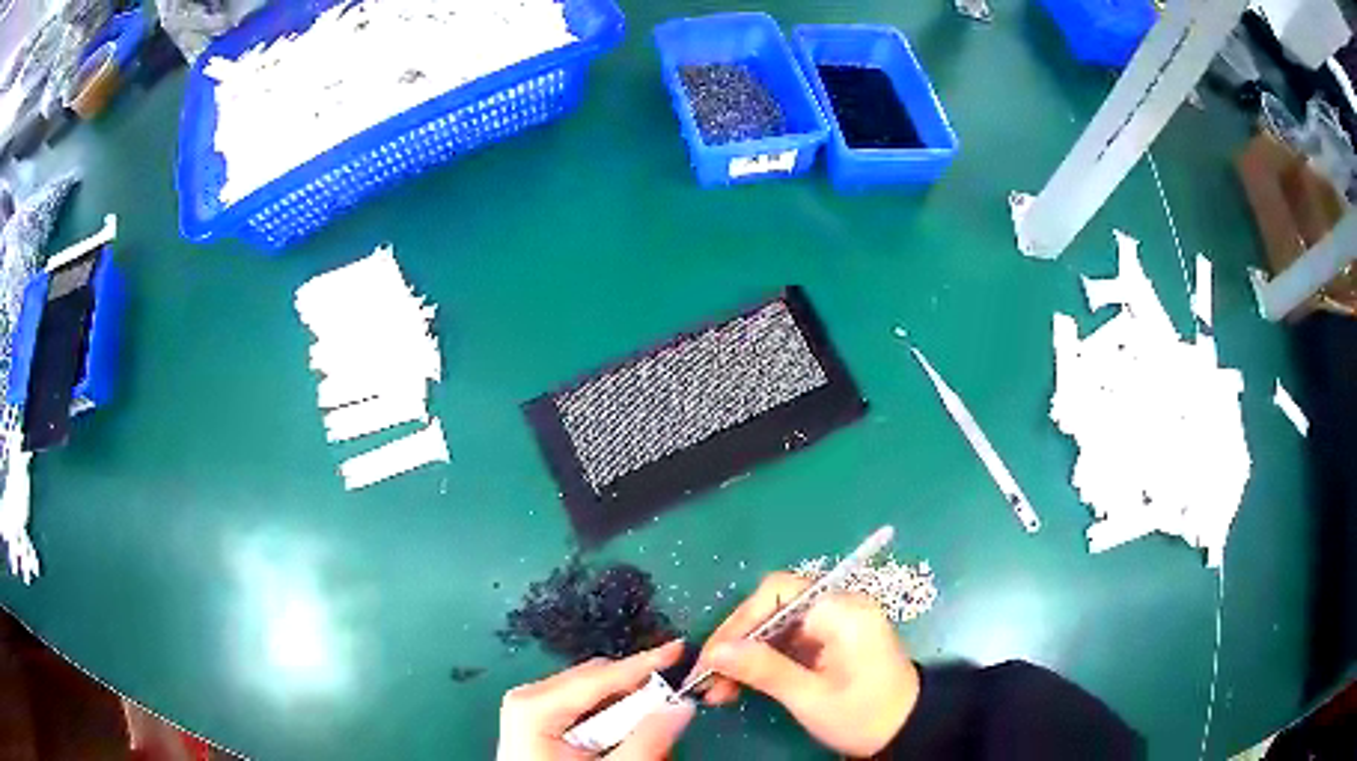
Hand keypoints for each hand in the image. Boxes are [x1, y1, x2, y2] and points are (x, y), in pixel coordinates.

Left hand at [497, 640, 694, 759]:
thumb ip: (645, 740)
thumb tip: (680, 706)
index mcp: (534, 705)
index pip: (601, 674)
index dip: (644, 663)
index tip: (678, 651)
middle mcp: (529, 697)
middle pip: (599, 680)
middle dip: (637, 695)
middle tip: (669, 712)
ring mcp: (531, 706)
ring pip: (594, 692)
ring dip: (625, 711)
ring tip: (642, 739)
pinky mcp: (537, 719)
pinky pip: (583, 706)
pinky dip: (609, 720)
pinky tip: (618, 743)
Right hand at [694, 572, 919, 756]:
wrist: (907, 730)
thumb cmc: (863, 714)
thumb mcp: (810, 697)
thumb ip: (764, 669)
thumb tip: (715, 652)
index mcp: (842, 610)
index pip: (777, 593)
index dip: (739, 621)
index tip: (713, 657)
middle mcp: (838, 607)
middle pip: (772, 608)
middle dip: (737, 643)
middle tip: (708, 678)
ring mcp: (834, 624)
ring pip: (774, 627)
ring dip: (744, 656)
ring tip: (717, 690)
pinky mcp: (829, 641)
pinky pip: (787, 641)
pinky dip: (762, 662)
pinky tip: (739, 686)